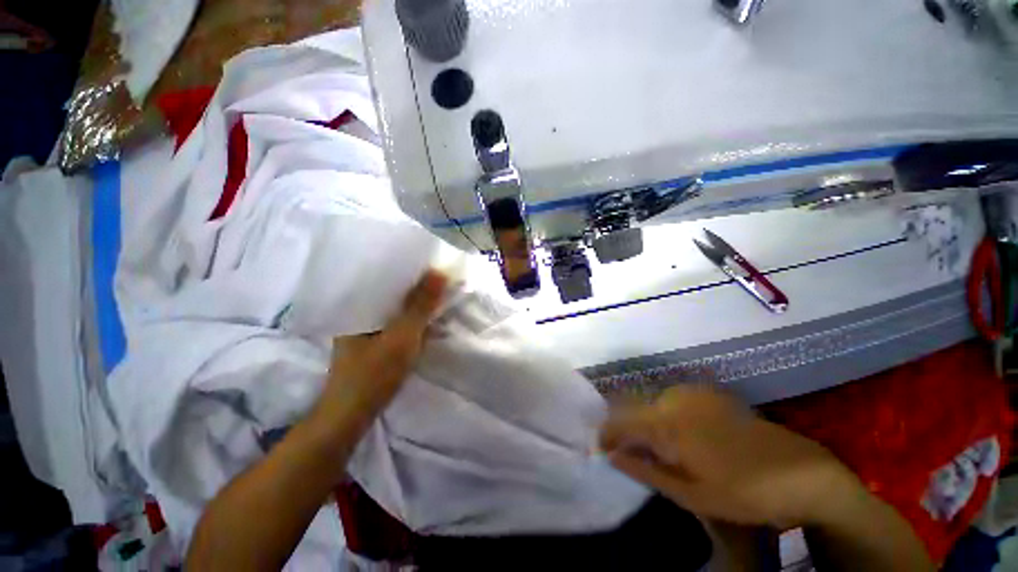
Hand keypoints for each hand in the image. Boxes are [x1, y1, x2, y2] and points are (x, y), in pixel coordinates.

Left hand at [319, 270, 447, 425]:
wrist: (352, 415)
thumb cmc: (374, 373)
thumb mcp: (403, 336)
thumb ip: (421, 306)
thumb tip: (440, 272)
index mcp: (358, 304)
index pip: (385, 276)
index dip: (409, 269)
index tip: (432, 263)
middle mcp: (358, 312)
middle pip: (391, 291)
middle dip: (415, 285)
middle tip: (439, 277)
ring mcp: (365, 328)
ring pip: (394, 307)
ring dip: (414, 302)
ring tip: (435, 291)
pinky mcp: (373, 342)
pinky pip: (395, 321)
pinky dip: (410, 317)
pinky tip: (424, 315)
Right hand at [600, 385, 859, 529]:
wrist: (801, 473)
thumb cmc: (744, 491)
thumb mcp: (692, 494)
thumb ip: (647, 472)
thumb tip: (612, 457)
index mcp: (669, 424)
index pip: (622, 422)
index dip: (607, 435)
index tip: (600, 449)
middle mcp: (676, 400)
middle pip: (637, 410)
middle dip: (630, 431)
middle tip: (633, 455)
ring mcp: (694, 394)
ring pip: (655, 404)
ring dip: (650, 423)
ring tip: (658, 448)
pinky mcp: (710, 394)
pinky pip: (675, 400)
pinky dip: (668, 415)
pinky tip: (681, 434)